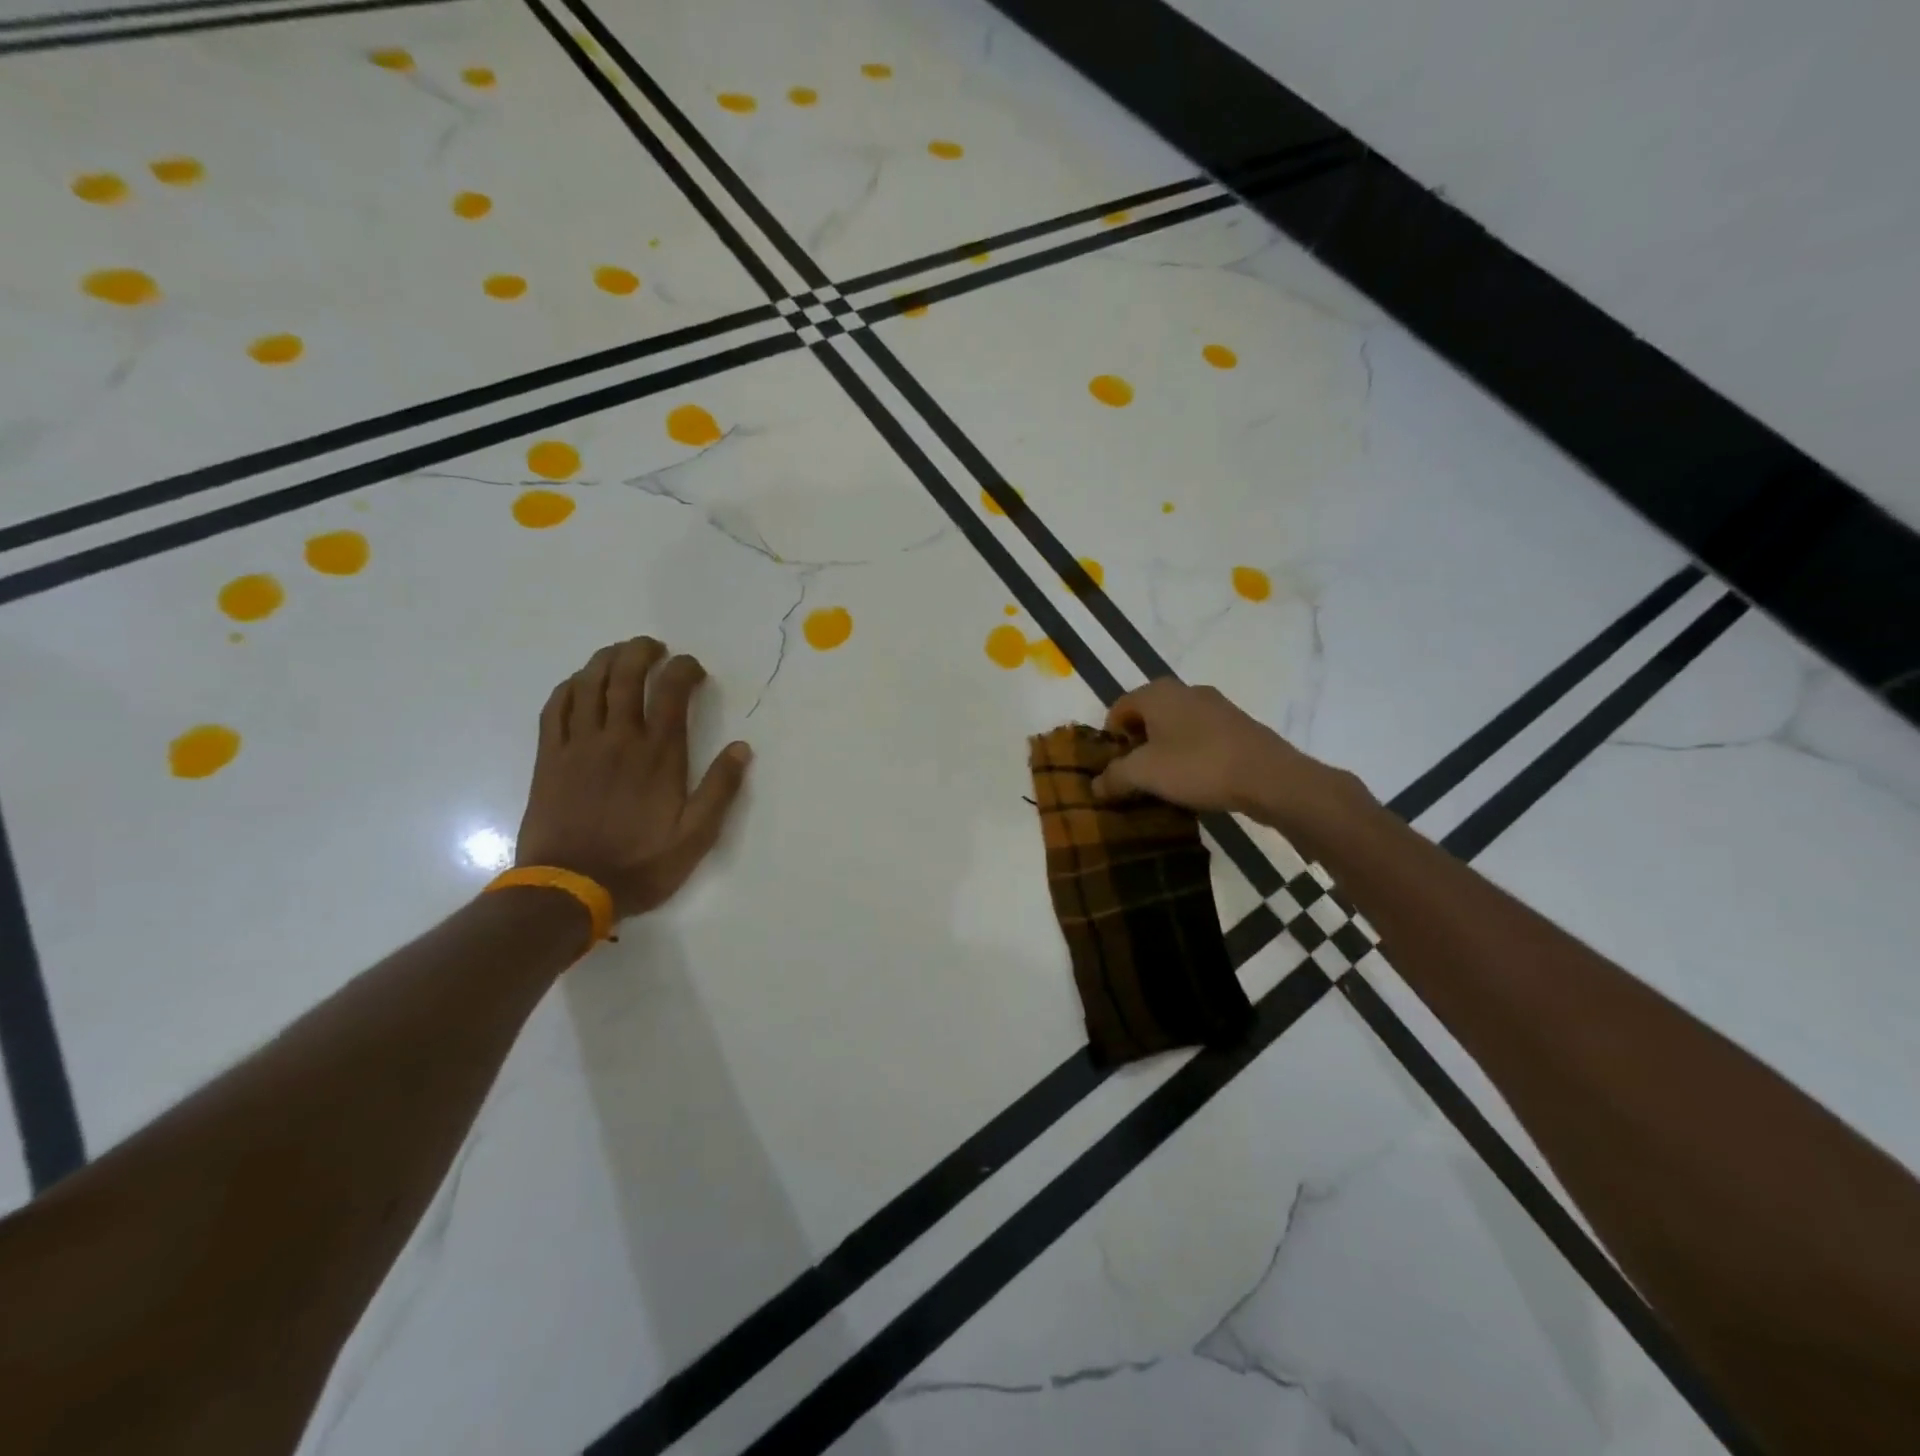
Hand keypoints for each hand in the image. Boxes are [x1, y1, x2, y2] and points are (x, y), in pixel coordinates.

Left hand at [515, 637, 750, 919]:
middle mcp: (618, 739)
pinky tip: (578, 683)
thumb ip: (720, 790)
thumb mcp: (696, 836)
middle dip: (641, 652)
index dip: (683, 669)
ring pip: (589, 685)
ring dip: (605, 660)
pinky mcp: (550, 759)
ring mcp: (579, 746)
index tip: (693, 668)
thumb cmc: (640, 864)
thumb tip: (741, 748)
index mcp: (658, 755)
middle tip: (654, 647)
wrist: (570, 888)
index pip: (671, 692)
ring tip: (619, 653)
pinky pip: (555, 709)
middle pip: (625, 676)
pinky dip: (568, 688)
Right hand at [1091, 679, 1367, 832]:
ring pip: (1175, 726)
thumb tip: (1096, 785)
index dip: (1109, 739)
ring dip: (1164, 751)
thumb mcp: (1145, 774)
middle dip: (1136, 745)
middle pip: (1147, 715)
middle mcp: (1185, 690)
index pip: (1118, 708)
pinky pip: (1200, 737)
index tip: (1113, 769)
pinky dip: (1190, 755)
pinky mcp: (1238, 726)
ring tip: (1164, 782)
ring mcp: (1216, 706)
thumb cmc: (1199, 766)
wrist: (1270, 778)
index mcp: (1158, 693)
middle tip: (1135, 776)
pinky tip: (1195, 780)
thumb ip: (1115, 777)